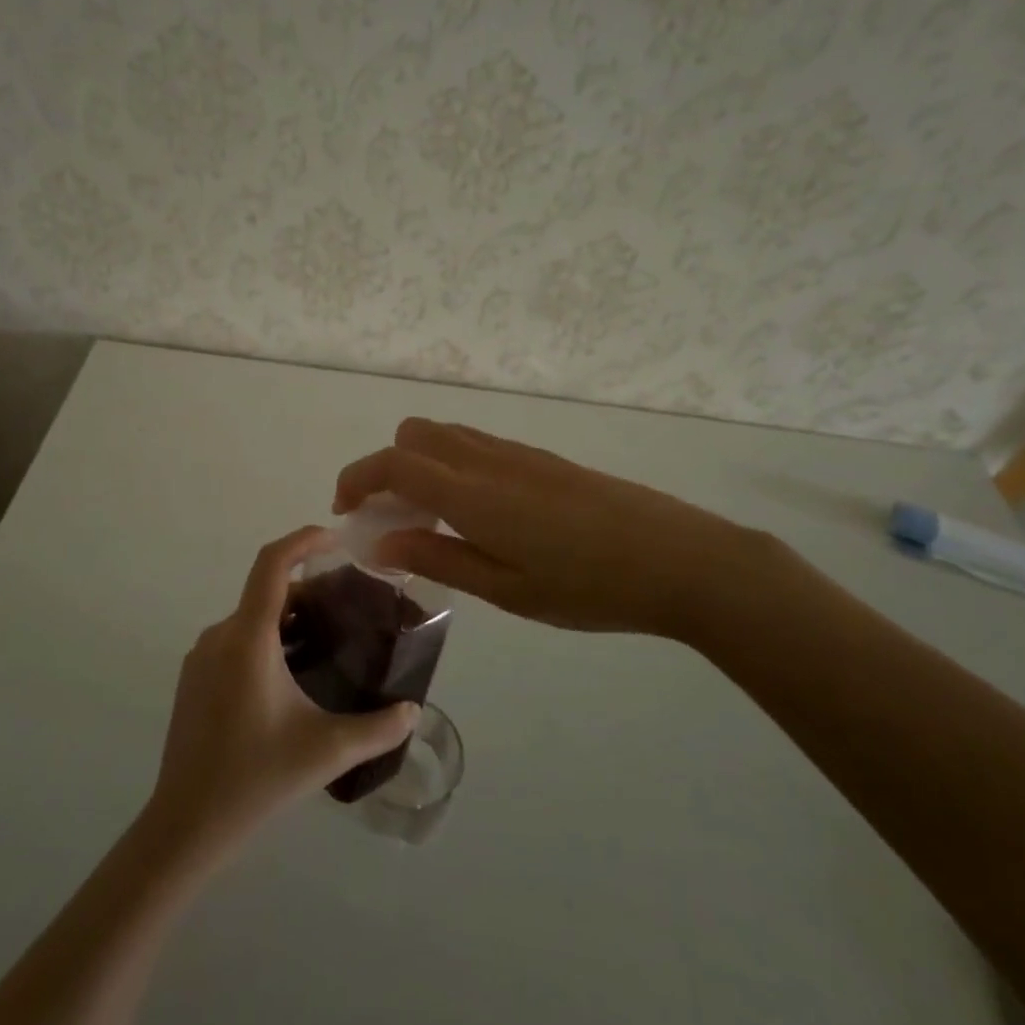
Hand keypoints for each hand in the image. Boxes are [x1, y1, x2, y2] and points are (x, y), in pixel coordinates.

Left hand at [144, 527, 418, 863]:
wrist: (185, 824)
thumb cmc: (255, 779)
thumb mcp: (325, 751)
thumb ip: (377, 728)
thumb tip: (413, 710)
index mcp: (248, 639)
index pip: (272, 563)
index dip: (303, 540)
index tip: (337, 539)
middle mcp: (221, 636)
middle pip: (267, 590)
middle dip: (308, 589)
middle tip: (348, 608)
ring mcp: (202, 657)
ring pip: (251, 617)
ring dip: (288, 617)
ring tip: (327, 641)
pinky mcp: (194, 678)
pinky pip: (236, 639)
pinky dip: (267, 638)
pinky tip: (291, 676)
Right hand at [334, 418, 795, 639]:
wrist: (679, 559)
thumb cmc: (588, 586)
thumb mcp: (507, 589)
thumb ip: (439, 559)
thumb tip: (381, 545)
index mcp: (471, 492)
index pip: (393, 462)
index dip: (357, 479)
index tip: (345, 511)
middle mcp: (486, 458)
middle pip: (413, 434)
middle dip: (386, 468)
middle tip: (393, 520)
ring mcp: (517, 453)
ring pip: (446, 435)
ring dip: (420, 465)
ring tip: (431, 521)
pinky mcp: (541, 459)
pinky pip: (476, 445)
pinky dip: (452, 466)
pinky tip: (476, 514)